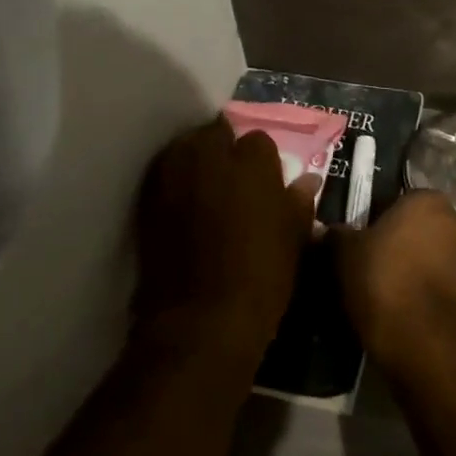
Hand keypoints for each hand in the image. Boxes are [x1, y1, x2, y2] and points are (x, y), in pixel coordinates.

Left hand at [134, 118, 318, 360]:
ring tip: (205, 190)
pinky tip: (183, 208)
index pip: (258, 140)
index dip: (261, 162)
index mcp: (252, 159)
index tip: (264, 183)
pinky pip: (164, 176)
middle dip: (223, 150)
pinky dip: (174, 184)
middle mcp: (209, 154)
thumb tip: (308, 180)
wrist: (200, 321)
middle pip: (215, 134)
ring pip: (185, 149)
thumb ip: (298, 201)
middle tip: (233, 182)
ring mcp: (173, 174)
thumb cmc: (261, 277)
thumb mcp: (293, 239)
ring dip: (195, 162)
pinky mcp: (147, 199)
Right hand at [334, 190, 455, 380]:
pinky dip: (429, 289)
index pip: (400, 200)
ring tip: (389, 289)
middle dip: (403, 241)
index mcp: (428, 200)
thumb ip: (337, 235)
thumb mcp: (344, 253)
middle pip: (422, 226)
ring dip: (419, 265)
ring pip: (436, 254)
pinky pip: (444, 282)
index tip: (363, 240)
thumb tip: (330, 230)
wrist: (421, 340)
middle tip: (374, 263)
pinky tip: (406, 307)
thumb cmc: (382, 280)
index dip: (380, 220)